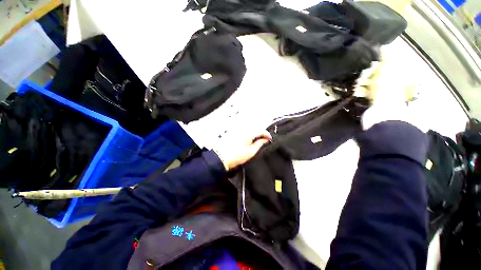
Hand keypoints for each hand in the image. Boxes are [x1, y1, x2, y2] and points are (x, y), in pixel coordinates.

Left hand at [214, 131, 271, 170]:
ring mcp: (236, 130)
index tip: (269, 139)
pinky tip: (248, 139)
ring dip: (254, 132)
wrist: (221, 158)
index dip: (267, 134)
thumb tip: (265, 140)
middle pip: (255, 127)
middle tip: (264, 139)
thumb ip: (259, 144)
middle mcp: (242, 129)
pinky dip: (247, 133)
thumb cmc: (235, 156)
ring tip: (257, 140)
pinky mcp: (231, 132)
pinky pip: (242, 130)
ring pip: (249, 128)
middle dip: (261, 132)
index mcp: (248, 133)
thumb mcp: (251, 152)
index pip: (261, 130)